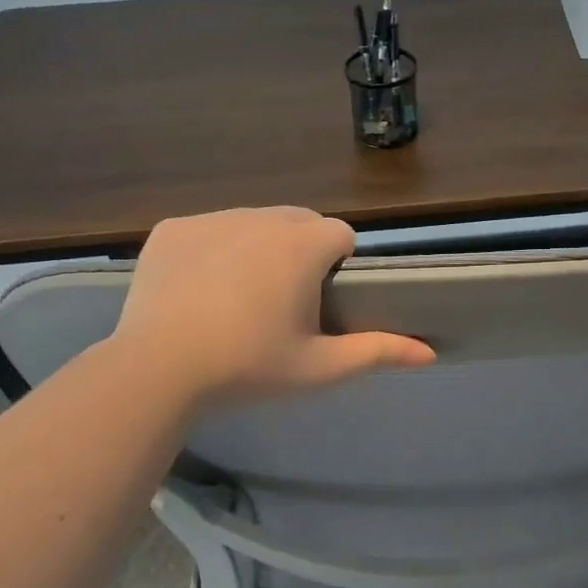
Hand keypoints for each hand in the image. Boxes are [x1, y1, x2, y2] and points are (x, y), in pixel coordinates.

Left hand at [112, 207, 433, 405]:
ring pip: (253, 222)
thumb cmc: (248, 367)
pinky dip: (213, 250)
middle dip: (301, 251)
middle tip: (282, 303)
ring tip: (238, 297)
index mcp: (302, 245)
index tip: (320, 302)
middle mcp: (260, 217)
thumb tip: (430, 352)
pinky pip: (209, 229)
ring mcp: (211, 219)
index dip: (338, 266)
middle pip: (299, 222)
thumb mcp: (319, 366)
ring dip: (258, 247)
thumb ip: (377, 352)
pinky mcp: (172, 228)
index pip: (341, 235)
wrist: (157, 369)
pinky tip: (199, 290)